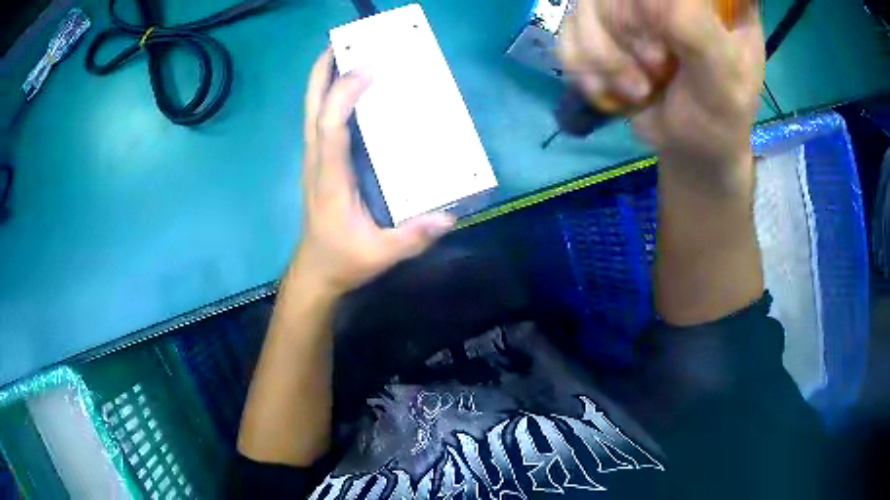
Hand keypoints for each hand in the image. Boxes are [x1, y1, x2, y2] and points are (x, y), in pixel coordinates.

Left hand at [292, 50, 453, 296]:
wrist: (316, 270)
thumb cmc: (345, 259)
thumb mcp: (382, 255)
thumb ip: (413, 237)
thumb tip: (448, 216)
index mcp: (330, 179)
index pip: (330, 129)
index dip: (343, 96)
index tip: (367, 70)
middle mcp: (317, 163)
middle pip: (312, 110)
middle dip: (322, 73)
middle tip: (342, 43)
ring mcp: (314, 161)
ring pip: (311, 112)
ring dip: (323, 80)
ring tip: (343, 54)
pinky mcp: (319, 162)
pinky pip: (320, 121)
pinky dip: (328, 97)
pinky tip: (346, 87)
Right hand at [560, 0, 764, 188]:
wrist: (688, 145)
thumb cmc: (717, 116)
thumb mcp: (722, 80)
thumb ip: (694, 31)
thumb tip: (646, 0)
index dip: (651, 9)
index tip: (666, 43)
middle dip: (628, 34)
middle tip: (657, 70)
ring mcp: (627, 4)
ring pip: (585, 6)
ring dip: (605, 59)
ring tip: (639, 89)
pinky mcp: (597, 25)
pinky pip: (568, 34)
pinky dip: (586, 71)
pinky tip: (614, 91)